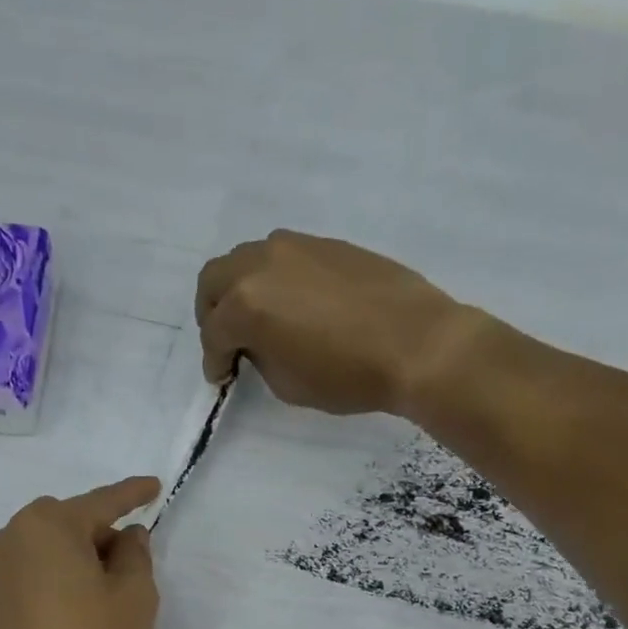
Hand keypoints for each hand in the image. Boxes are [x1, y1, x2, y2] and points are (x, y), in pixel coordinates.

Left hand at [0, 477, 161, 628]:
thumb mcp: (134, 598)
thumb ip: (136, 555)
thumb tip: (125, 536)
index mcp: (50, 525)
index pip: (102, 502)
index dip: (133, 494)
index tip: (153, 486)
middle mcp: (12, 536)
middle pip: (69, 523)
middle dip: (101, 536)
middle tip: (128, 568)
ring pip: (45, 548)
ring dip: (75, 560)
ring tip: (99, 596)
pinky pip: (28, 573)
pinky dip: (52, 580)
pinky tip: (69, 612)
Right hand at [195, 230, 478, 417]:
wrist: (415, 343)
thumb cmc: (347, 375)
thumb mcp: (288, 384)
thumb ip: (260, 358)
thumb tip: (258, 345)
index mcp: (246, 304)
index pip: (214, 333)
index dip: (213, 361)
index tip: (221, 377)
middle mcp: (262, 264)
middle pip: (214, 280)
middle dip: (213, 314)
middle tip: (228, 340)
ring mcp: (295, 247)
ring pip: (247, 260)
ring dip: (241, 289)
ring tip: (260, 319)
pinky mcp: (325, 244)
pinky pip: (283, 257)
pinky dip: (274, 280)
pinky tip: (294, 304)